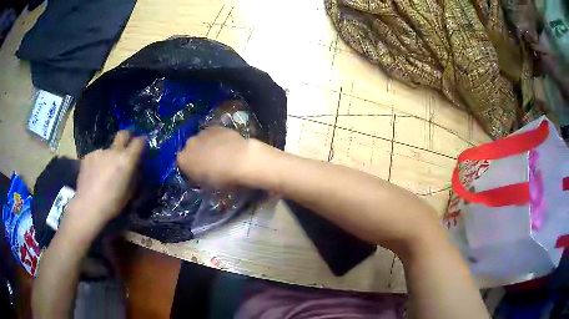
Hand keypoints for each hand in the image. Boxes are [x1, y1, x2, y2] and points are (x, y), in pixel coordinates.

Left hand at [62, 131, 145, 233]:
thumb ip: (135, 176)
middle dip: (128, 136)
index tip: (143, 146)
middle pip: (124, 134)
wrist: (88, 206)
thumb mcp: (131, 192)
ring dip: (110, 156)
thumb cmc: (113, 203)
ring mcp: (99, 152)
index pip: (140, 141)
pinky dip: (99, 162)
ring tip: (106, 171)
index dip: (143, 142)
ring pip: (108, 150)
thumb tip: (137, 167)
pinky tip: (95, 175)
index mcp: (127, 160)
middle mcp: (114, 151)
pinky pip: (97, 156)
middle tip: (128, 144)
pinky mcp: (88, 156)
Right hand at [176, 126, 252, 187]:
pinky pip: (212, 134)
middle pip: (191, 150)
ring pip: (201, 140)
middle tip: (210, 163)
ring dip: (207, 145)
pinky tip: (227, 145)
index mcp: (183, 160)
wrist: (241, 161)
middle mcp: (189, 144)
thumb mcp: (207, 185)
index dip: (191, 169)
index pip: (183, 164)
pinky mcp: (215, 127)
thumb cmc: (223, 179)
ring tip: (221, 153)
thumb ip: (198, 177)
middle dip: (198, 155)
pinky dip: (217, 139)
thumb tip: (200, 174)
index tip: (200, 173)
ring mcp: (202, 133)